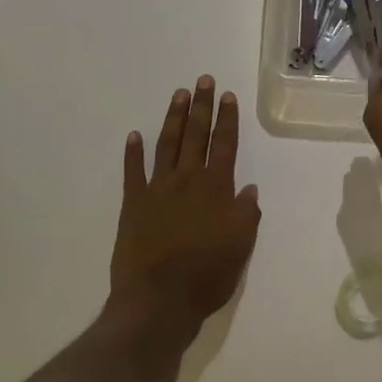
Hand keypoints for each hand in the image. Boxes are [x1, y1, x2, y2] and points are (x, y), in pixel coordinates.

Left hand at [108, 77, 260, 355]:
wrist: (158, 300)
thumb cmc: (207, 276)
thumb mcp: (241, 247)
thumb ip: (246, 215)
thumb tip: (249, 190)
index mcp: (216, 189)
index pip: (224, 145)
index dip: (227, 120)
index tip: (228, 96)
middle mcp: (187, 181)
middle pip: (196, 136)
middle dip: (202, 107)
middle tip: (203, 80)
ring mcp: (156, 190)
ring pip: (167, 145)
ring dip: (173, 118)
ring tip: (179, 95)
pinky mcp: (132, 204)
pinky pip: (132, 172)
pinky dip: (133, 153)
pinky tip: (134, 135)